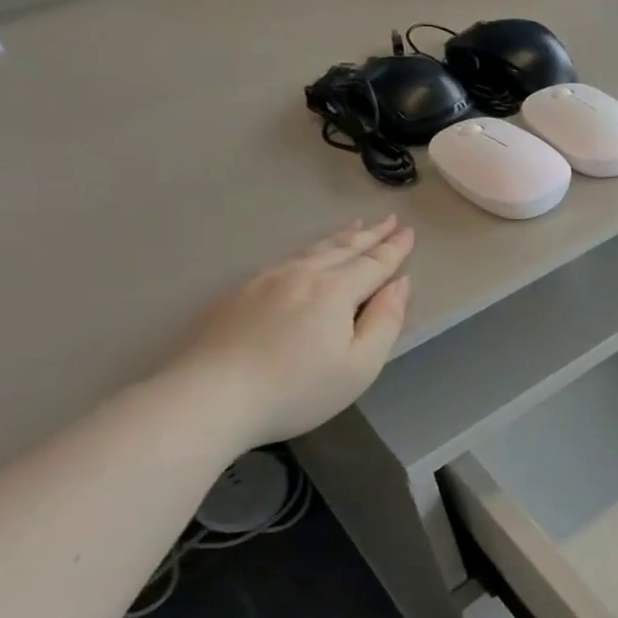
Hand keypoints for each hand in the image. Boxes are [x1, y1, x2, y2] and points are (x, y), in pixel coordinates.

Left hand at [172, 217, 413, 448]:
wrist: (208, 398)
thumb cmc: (295, 389)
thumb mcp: (359, 366)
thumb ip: (385, 321)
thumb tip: (401, 285)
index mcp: (335, 291)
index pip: (374, 263)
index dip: (395, 249)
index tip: (410, 232)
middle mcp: (302, 275)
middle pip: (344, 249)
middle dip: (371, 234)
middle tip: (390, 219)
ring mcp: (265, 280)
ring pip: (312, 249)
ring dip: (340, 237)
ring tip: (356, 226)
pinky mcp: (238, 293)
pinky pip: (286, 259)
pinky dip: (308, 249)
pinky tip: (308, 254)